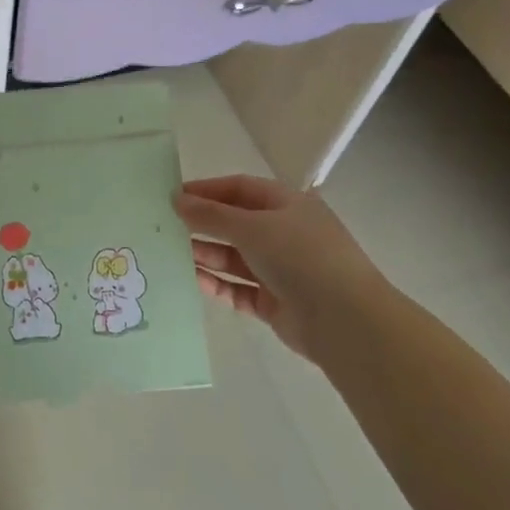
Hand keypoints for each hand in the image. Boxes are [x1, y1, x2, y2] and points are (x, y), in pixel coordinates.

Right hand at [174, 175, 381, 359]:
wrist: (345, 321)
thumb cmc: (300, 257)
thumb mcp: (252, 227)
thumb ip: (211, 215)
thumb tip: (177, 200)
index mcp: (287, 204)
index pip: (240, 188)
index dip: (206, 190)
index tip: (173, 197)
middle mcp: (284, 233)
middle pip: (235, 223)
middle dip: (202, 224)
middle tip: (163, 227)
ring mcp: (280, 269)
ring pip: (234, 257)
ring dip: (206, 254)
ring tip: (170, 254)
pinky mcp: (275, 302)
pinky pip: (239, 288)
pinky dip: (217, 284)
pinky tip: (192, 281)